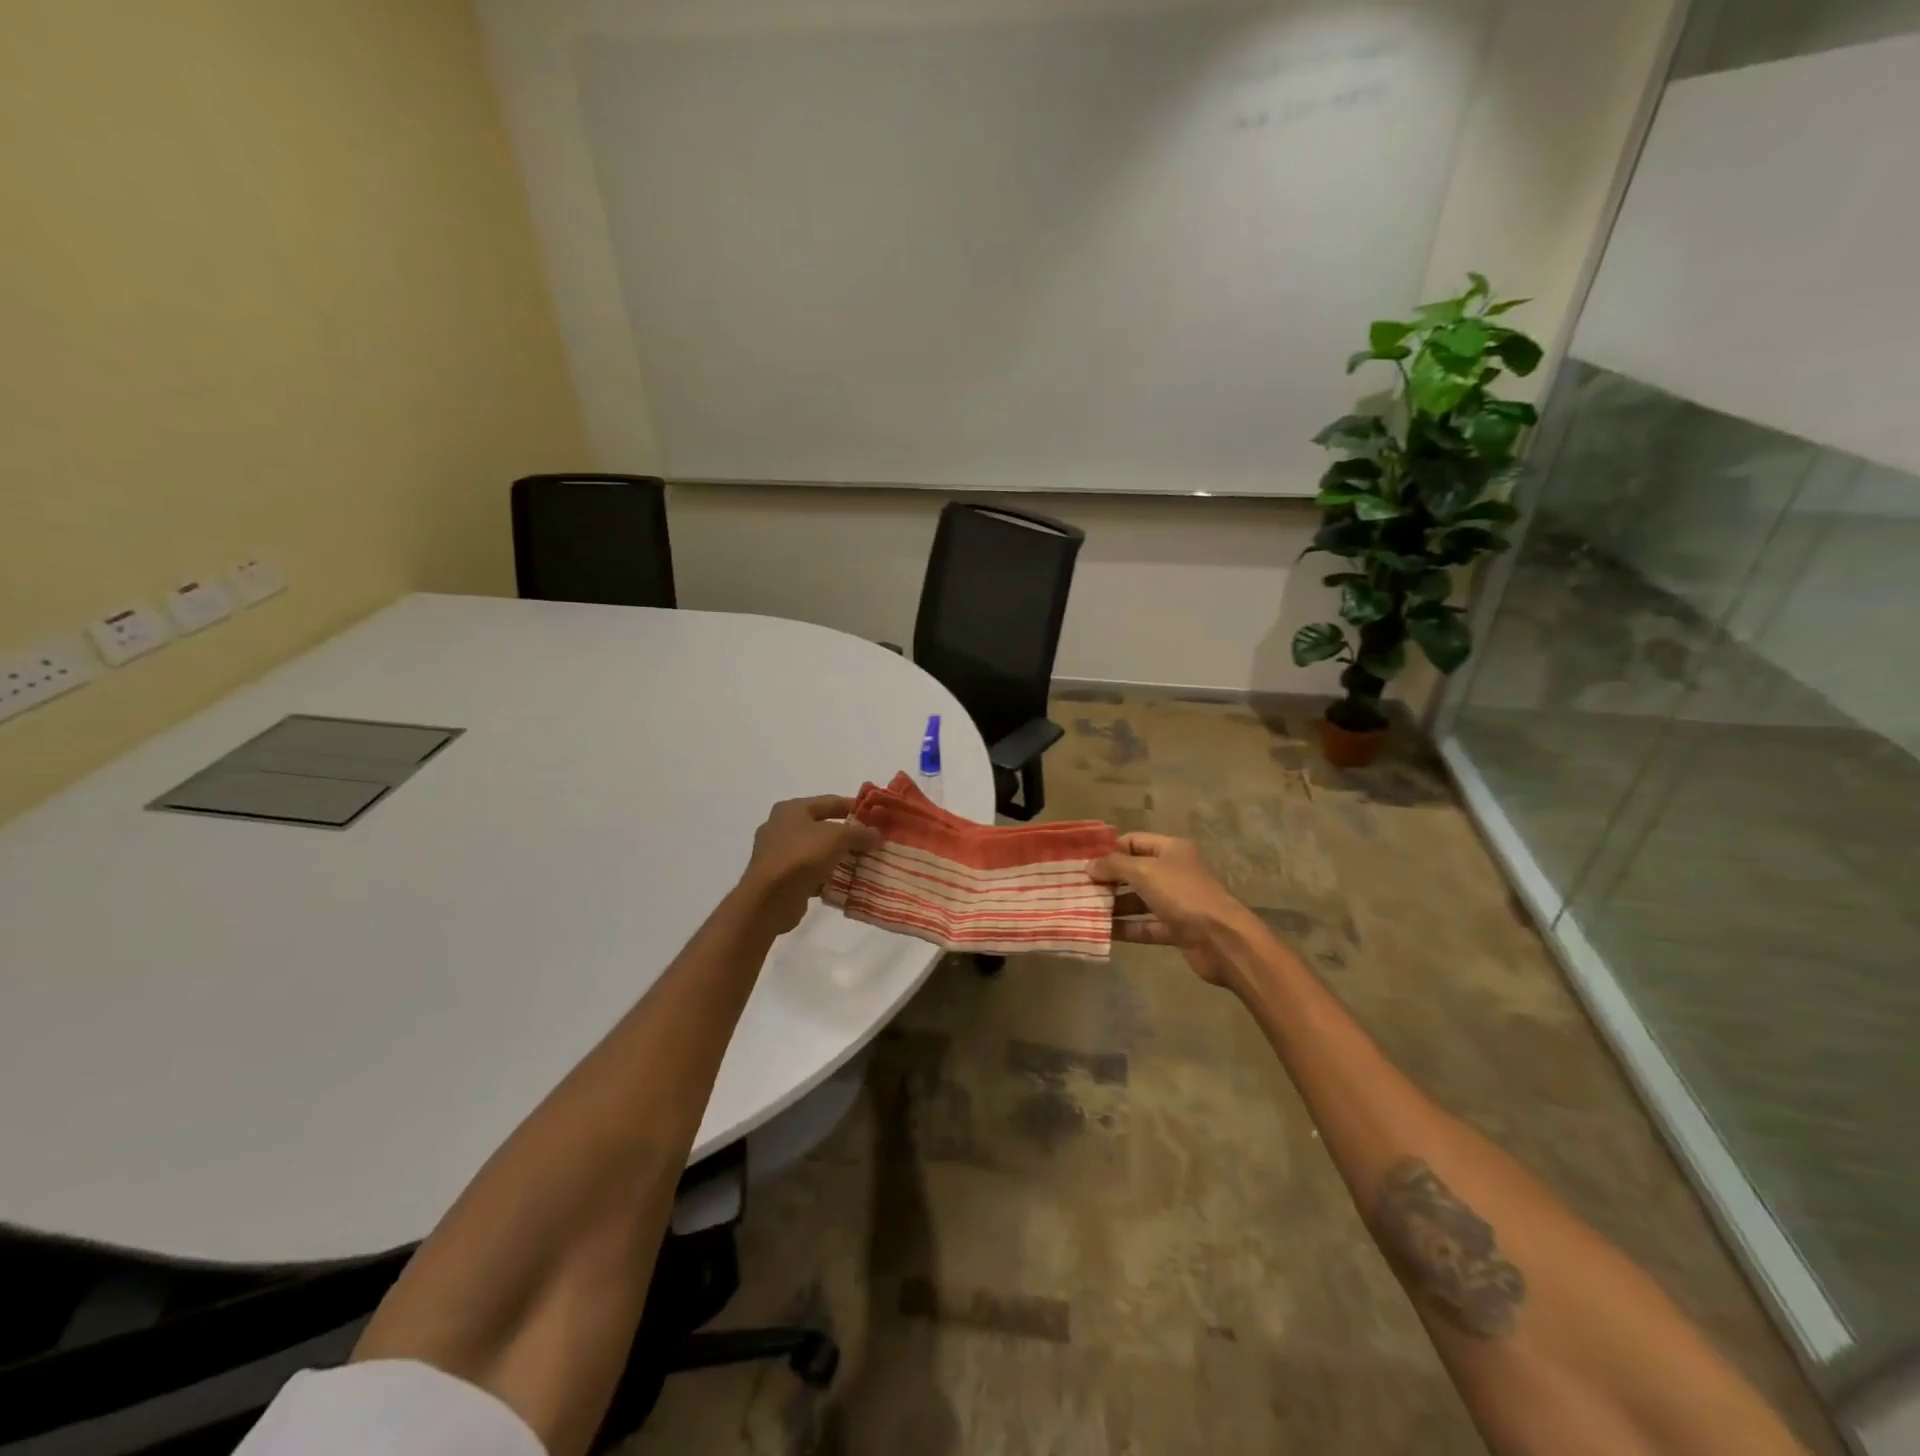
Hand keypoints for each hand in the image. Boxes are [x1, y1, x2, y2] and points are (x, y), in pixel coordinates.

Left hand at [740, 795, 881, 933]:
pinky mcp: (780, 878)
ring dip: (838, 857)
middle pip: (823, 827)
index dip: (855, 807)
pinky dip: (827, 876)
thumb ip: (860, 833)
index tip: (876, 816)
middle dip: (848, 835)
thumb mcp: (837, 838)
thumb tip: (877, 835)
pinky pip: (810, 873)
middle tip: (872, 842)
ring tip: (863, 863)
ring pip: (817, 851)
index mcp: (791, 809)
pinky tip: (846, 883)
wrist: (769, 899)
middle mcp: (781, 827)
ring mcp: (778, 854)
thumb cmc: (801, 856)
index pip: (830, 802)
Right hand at [1090, 833, 1252, 985]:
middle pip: (1134, 871)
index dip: (1110, 849)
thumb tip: (1089, 866)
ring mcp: (1176, 902)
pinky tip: (1102, 931)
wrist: (1221, 939)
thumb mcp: (1144, 872)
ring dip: (1114, 905)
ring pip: (1138, 900)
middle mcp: (1174, 872)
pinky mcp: (1176, 929)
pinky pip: (1145, 925)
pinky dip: (1126, 928)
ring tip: (1084, 909)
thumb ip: (1114, 866)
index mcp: (1171, 850)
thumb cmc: (1182, 894)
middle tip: (1078, 887)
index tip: (1084, 860)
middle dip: (1108, 879)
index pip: (1134, 841)